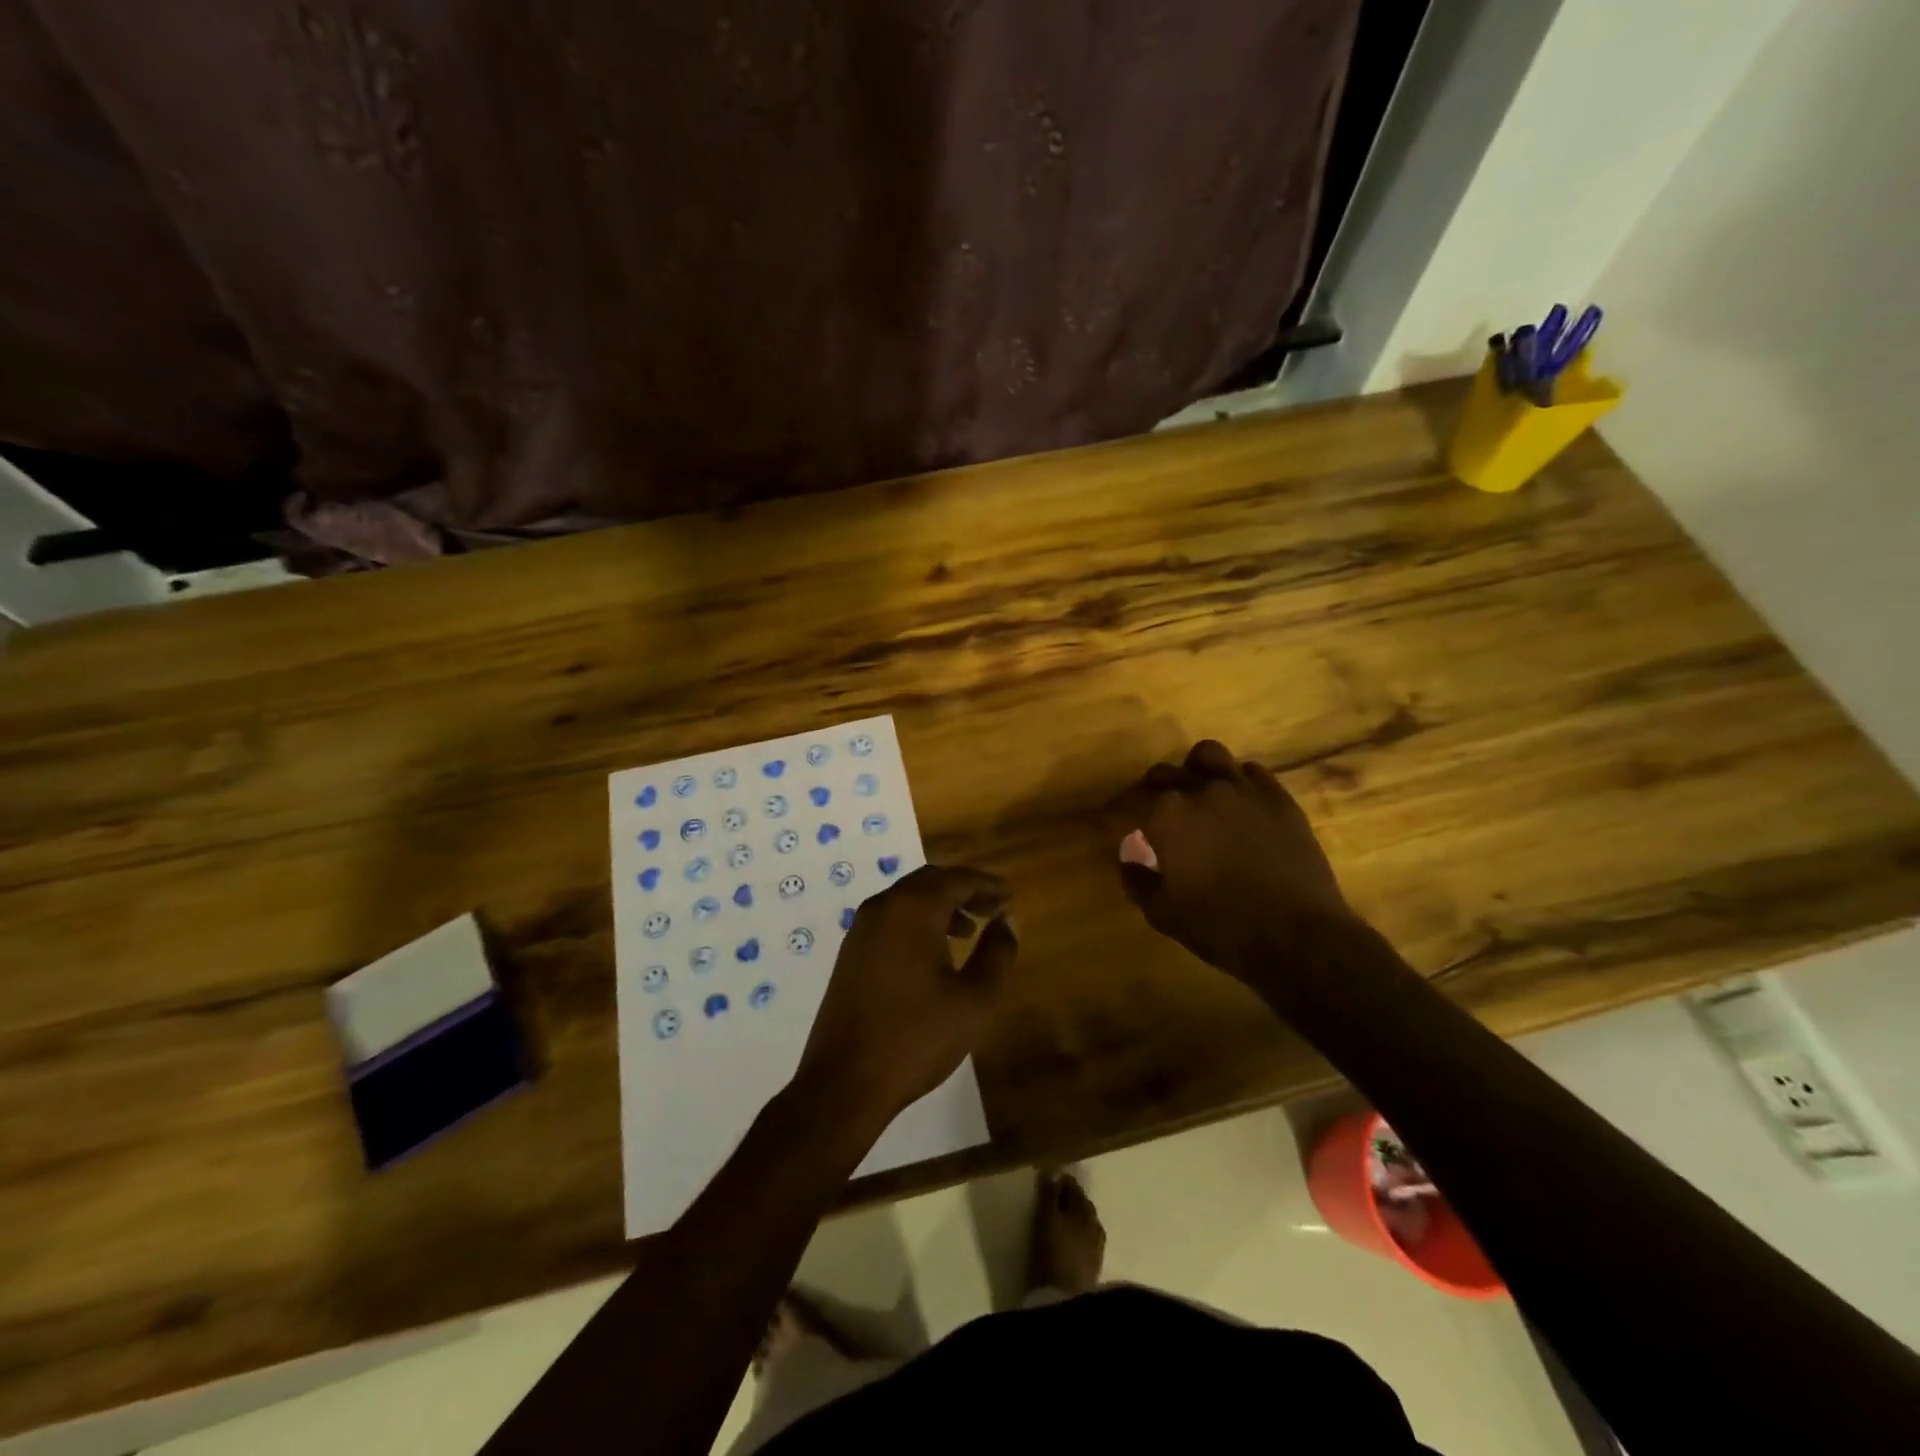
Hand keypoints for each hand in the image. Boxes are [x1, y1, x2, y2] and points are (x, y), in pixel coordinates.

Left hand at [795, 864, 1017, 1131]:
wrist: (845, 1081)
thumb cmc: (917, 1038)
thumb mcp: (974, 999)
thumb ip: (997, 954)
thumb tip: (1007, 921)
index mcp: (912, 910)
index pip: (956, 880)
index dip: (986, 885)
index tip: (1009, 897)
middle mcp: (882, 908)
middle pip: (929, 881)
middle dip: (963, 890)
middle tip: (992, 909)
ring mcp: (861, 930)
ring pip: (907, 899)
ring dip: (939, 906)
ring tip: (968, 932)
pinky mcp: (850, 953)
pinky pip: (890, 919)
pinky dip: (917, 922)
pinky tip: (933, 953)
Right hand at [1111, 740, 1355, 979]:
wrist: (1300, 938)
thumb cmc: (1222, 927)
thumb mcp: (1163, 913)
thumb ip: (1137, 879)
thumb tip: (1129, 856)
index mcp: (1167, 814)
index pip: (1125, 804)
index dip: (1111, 817)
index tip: (1105, 828)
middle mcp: (1202, 790)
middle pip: (1162, 775)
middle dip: (1148, 794)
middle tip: (1148, 818)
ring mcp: (1244, 789)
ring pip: (1207, 757)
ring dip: (1192, 773)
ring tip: (1194, 795)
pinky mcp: (1279, 799)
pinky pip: (1250, 773)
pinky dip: (1234, 783)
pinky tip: (1235, 805)